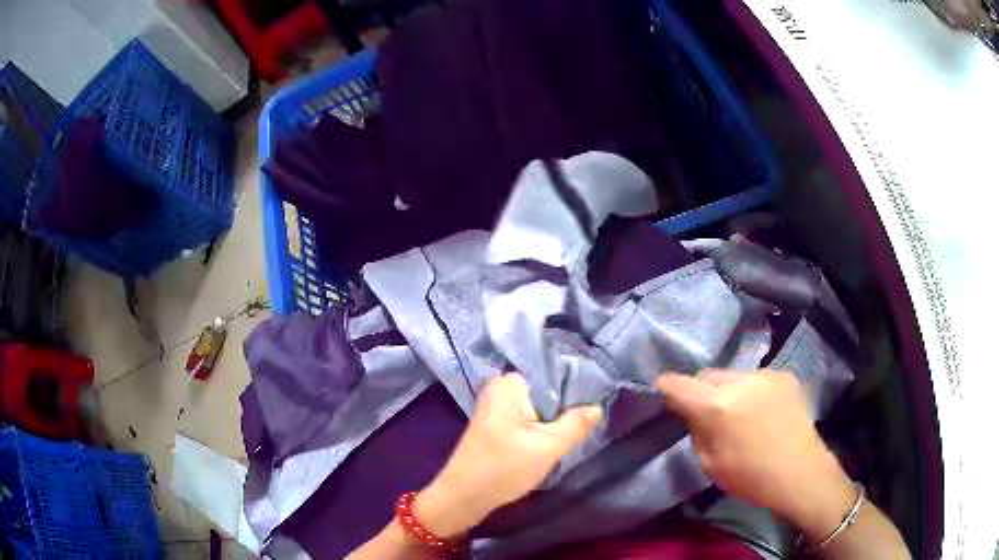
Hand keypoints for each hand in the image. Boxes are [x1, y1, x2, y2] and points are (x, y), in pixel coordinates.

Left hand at [414, 374, 601, 537]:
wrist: (464, 496)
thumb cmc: (504, 468)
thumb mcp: (548, 447)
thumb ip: (576, 424)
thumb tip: (597, 407)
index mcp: (510, 383)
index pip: (554, 373)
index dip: (577, 387)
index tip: (596, 401)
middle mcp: (501, 388)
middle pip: (547, 391)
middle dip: (566, 406)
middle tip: (588, 419)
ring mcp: (496, 406)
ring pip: (538, 407)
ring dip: (554, 419)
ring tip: (576, 429)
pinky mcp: (496, 424)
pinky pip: (527, 418)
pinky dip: (541, 427)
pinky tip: (554, 438)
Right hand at [655, 370, 855, 536]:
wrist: (801, 473)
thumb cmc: (751, 477)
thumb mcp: (710, 464)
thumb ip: (697, 431)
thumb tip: (692, 413)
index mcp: (718, 406)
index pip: (679, 384)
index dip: (665, 386)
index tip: (661, 390)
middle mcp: (740, 381)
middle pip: (707, 375)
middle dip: (699, 389)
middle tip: (703, 411)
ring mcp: (765, 375)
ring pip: (732, 375)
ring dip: (727, 390)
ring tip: (737, 412)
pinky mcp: (784, 376)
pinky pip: (756, 379)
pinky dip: (750, 391)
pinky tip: (760, 411)